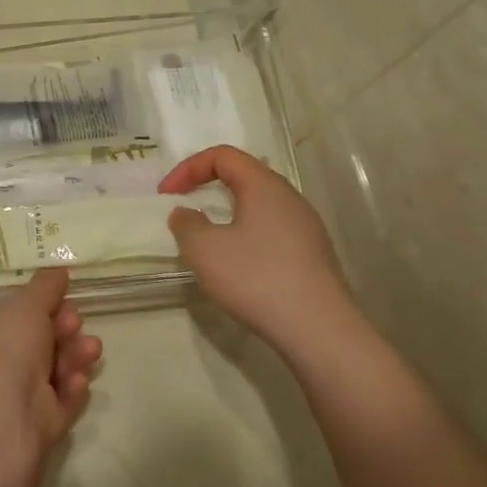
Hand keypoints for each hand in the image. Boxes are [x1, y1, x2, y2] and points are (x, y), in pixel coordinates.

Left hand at [0, 269, 102, 458]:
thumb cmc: (2, 347)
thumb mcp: (26, 305)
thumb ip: (45, 287)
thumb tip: (57, 271)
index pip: (1, 316)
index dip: (34, 307)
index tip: (60, 298)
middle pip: (30, 343)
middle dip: (60, 330)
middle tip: (75, 322)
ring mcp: (4, 401)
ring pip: (47, 372)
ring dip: (72, 356)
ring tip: (91, 349)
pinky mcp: (28, 429)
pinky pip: (55, 403)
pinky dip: (69, 389)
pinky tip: (78, 381)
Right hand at [160, 146, 355, 348]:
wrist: (320, 331)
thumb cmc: (257, 279)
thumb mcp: (205, 250)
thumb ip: (186, 224)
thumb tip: (185, 213)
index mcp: (264, 186)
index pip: (223, 156)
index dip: (188, 168)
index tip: (166, 196)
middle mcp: (290, 198)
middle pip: (244, 176)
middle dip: (207, 187)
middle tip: (184, 209)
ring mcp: (306, 227)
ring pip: (259, 205)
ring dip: (227, 214)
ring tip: (208, 239)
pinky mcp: (313, 255)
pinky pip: (272, 231)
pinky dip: (246, 235)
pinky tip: (238, 266)